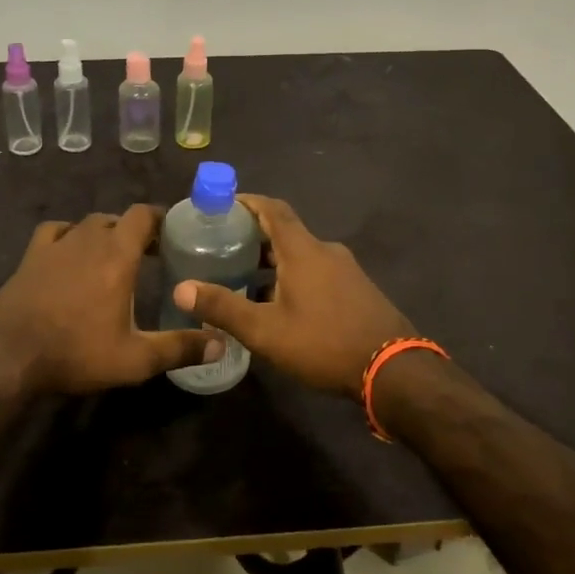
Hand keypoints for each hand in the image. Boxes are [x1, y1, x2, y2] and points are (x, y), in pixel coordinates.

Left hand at [0, 205, 219, 395]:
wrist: (8, 356)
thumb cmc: (76, 352)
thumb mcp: (135, 359)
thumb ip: (180, 348)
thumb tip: (221, 344)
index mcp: (117, 255)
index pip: (143, 215)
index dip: (161, 218)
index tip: (174, 233)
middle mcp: (88, 239)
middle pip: (117, 219)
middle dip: (136, 231)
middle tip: (151, 255)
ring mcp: (55, 245)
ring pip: (87, 224)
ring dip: (104, 234)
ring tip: (112, 256)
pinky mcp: (30, 256)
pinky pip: (54, 231)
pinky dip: (68, 235)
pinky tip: (70, 253)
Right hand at [173, 195, 413, 396]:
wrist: (394, 371)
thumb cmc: (324, 343)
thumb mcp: (266, 330)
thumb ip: (223, 308)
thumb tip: (180, 288)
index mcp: (303, 250)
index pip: (272, 208)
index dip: (246, 202)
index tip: (220, 205)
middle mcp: (325, 251)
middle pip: (285, 231)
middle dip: (252, 236)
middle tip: (221, 247)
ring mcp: (346, 270)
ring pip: (300, 254)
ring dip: (272, 260)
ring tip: (242, 278)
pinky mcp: (356, 290)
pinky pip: (316, 271)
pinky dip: (292, 276)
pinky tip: (278, 304)